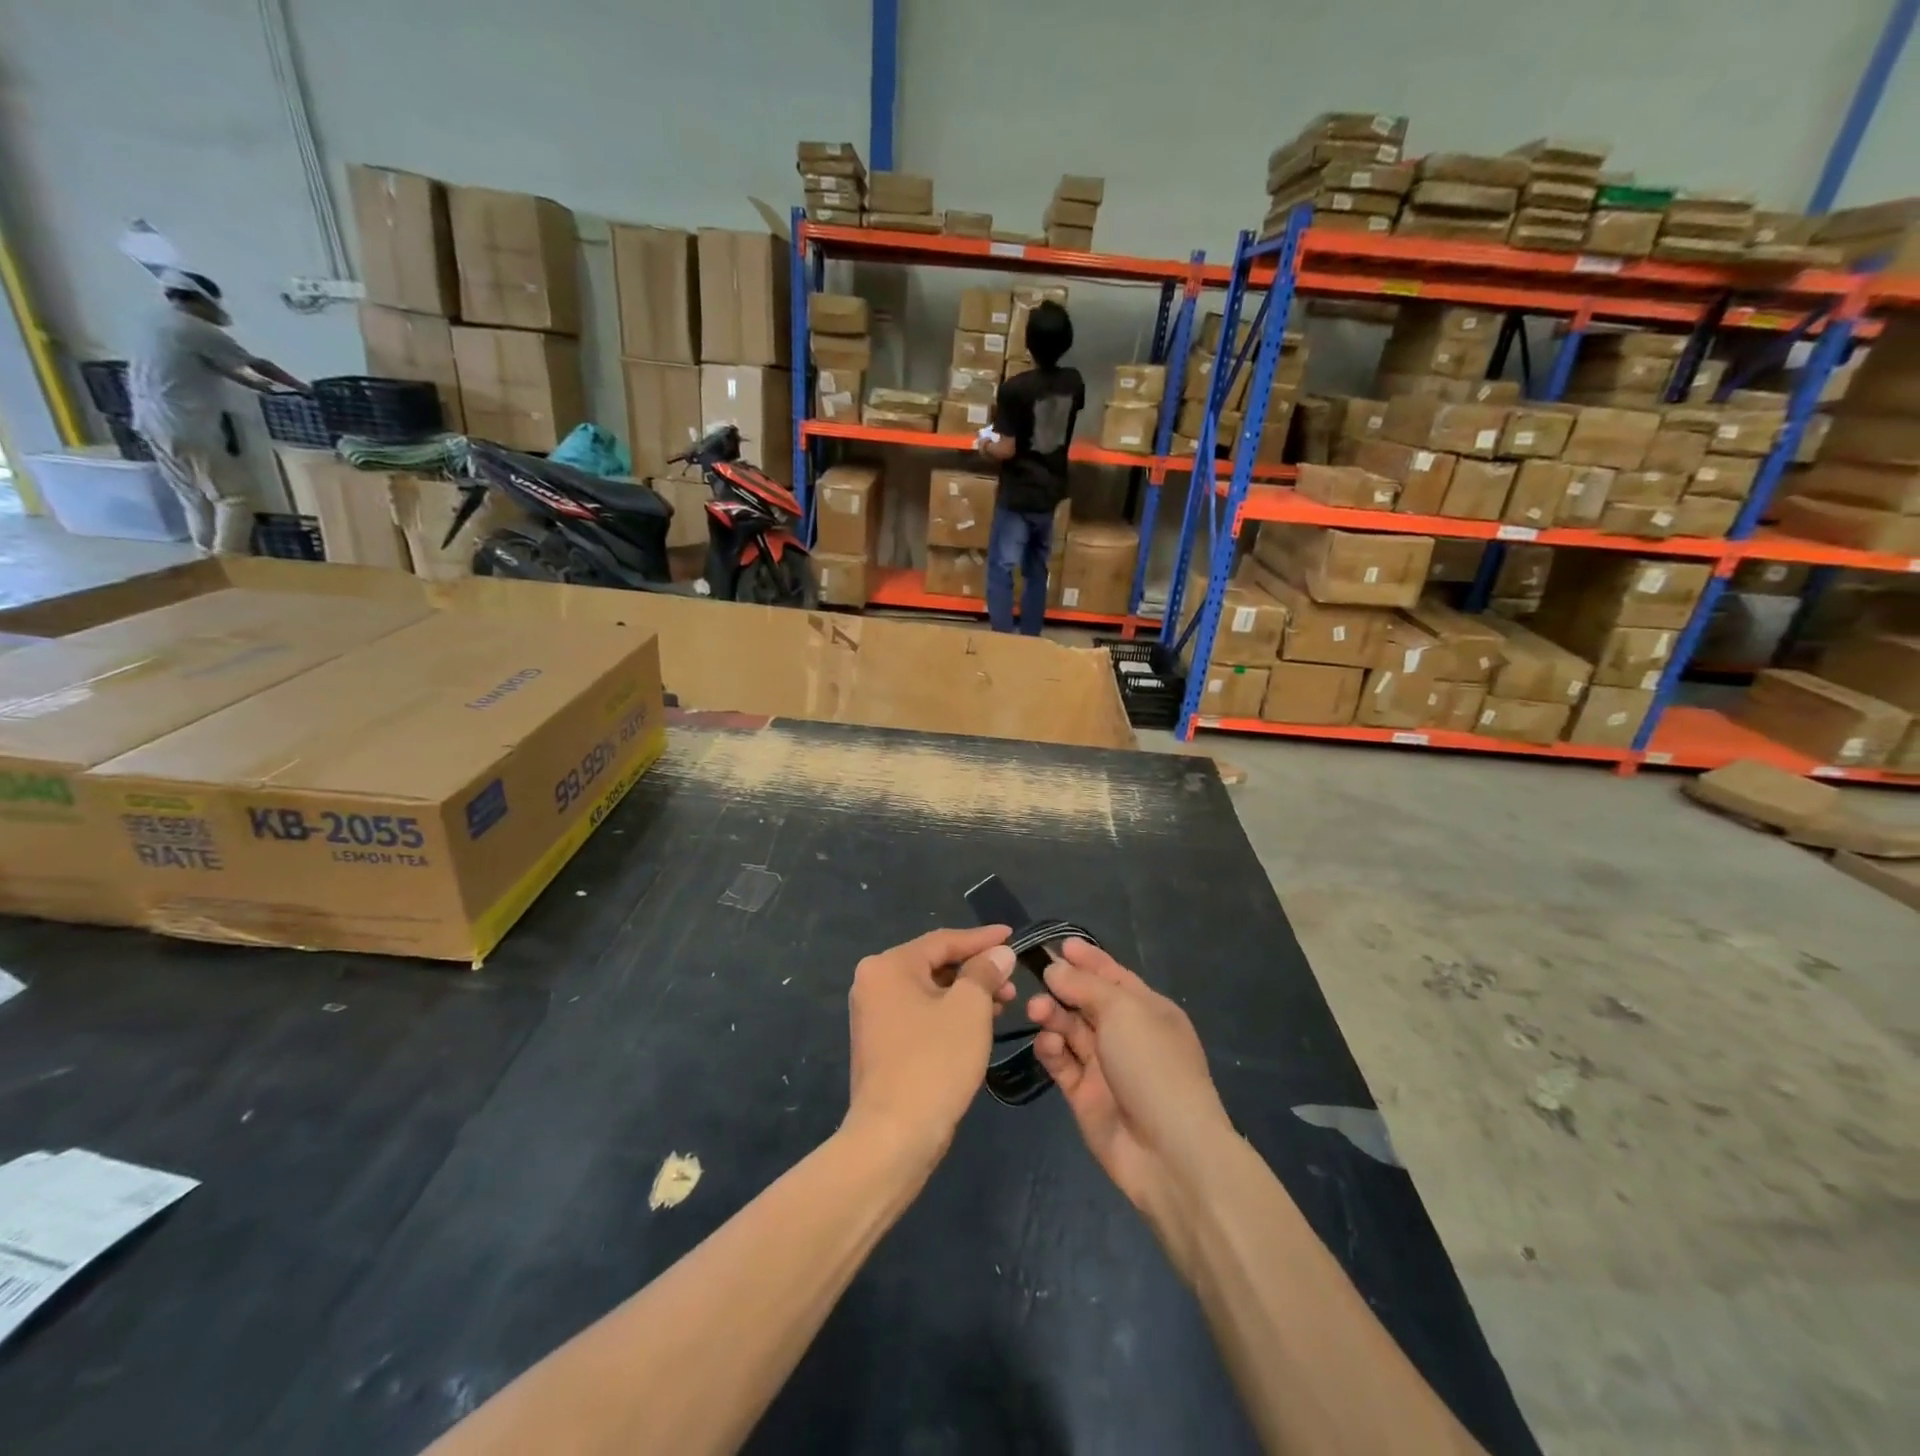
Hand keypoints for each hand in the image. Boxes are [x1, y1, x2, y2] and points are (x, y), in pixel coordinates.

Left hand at [846, 926, 1016, 1165]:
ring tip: (1004, 1003)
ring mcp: (875, 1015)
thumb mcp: (969, 1009)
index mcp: (888, 966)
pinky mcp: (882, 1044)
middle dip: (977, 970)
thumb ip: (985, 972)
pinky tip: (979, 1025)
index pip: (943, 941)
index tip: (1013, 936)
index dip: (982, 939)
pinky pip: (922, 1015)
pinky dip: (950, 1014)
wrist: (893, 1137)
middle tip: (1012, 979)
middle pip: (935, 964)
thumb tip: (999, 953)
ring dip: (967, 994)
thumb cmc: (933, 1062)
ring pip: (931, 991)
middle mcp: (874, 983)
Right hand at [1028, 939, 1231, 1245]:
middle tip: (1038, 978)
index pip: (1113, 976)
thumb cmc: (1153, 1065)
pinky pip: (1062, 1062)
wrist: (1169, 1151)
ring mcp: (1105, 1066)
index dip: (1087, 959)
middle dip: (1063, 987)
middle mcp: (1127, 1035)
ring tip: (1037, 1011)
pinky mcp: (1085, 1096)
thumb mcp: (1124, 1011)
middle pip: (1087, 1001)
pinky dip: (1051, 1049)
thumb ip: (1085, 986)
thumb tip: (1055, 968)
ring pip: (1070, 1030)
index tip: (1058, 944)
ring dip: (1052, 1015)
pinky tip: (1047, 1043)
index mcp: (1148, 1010)